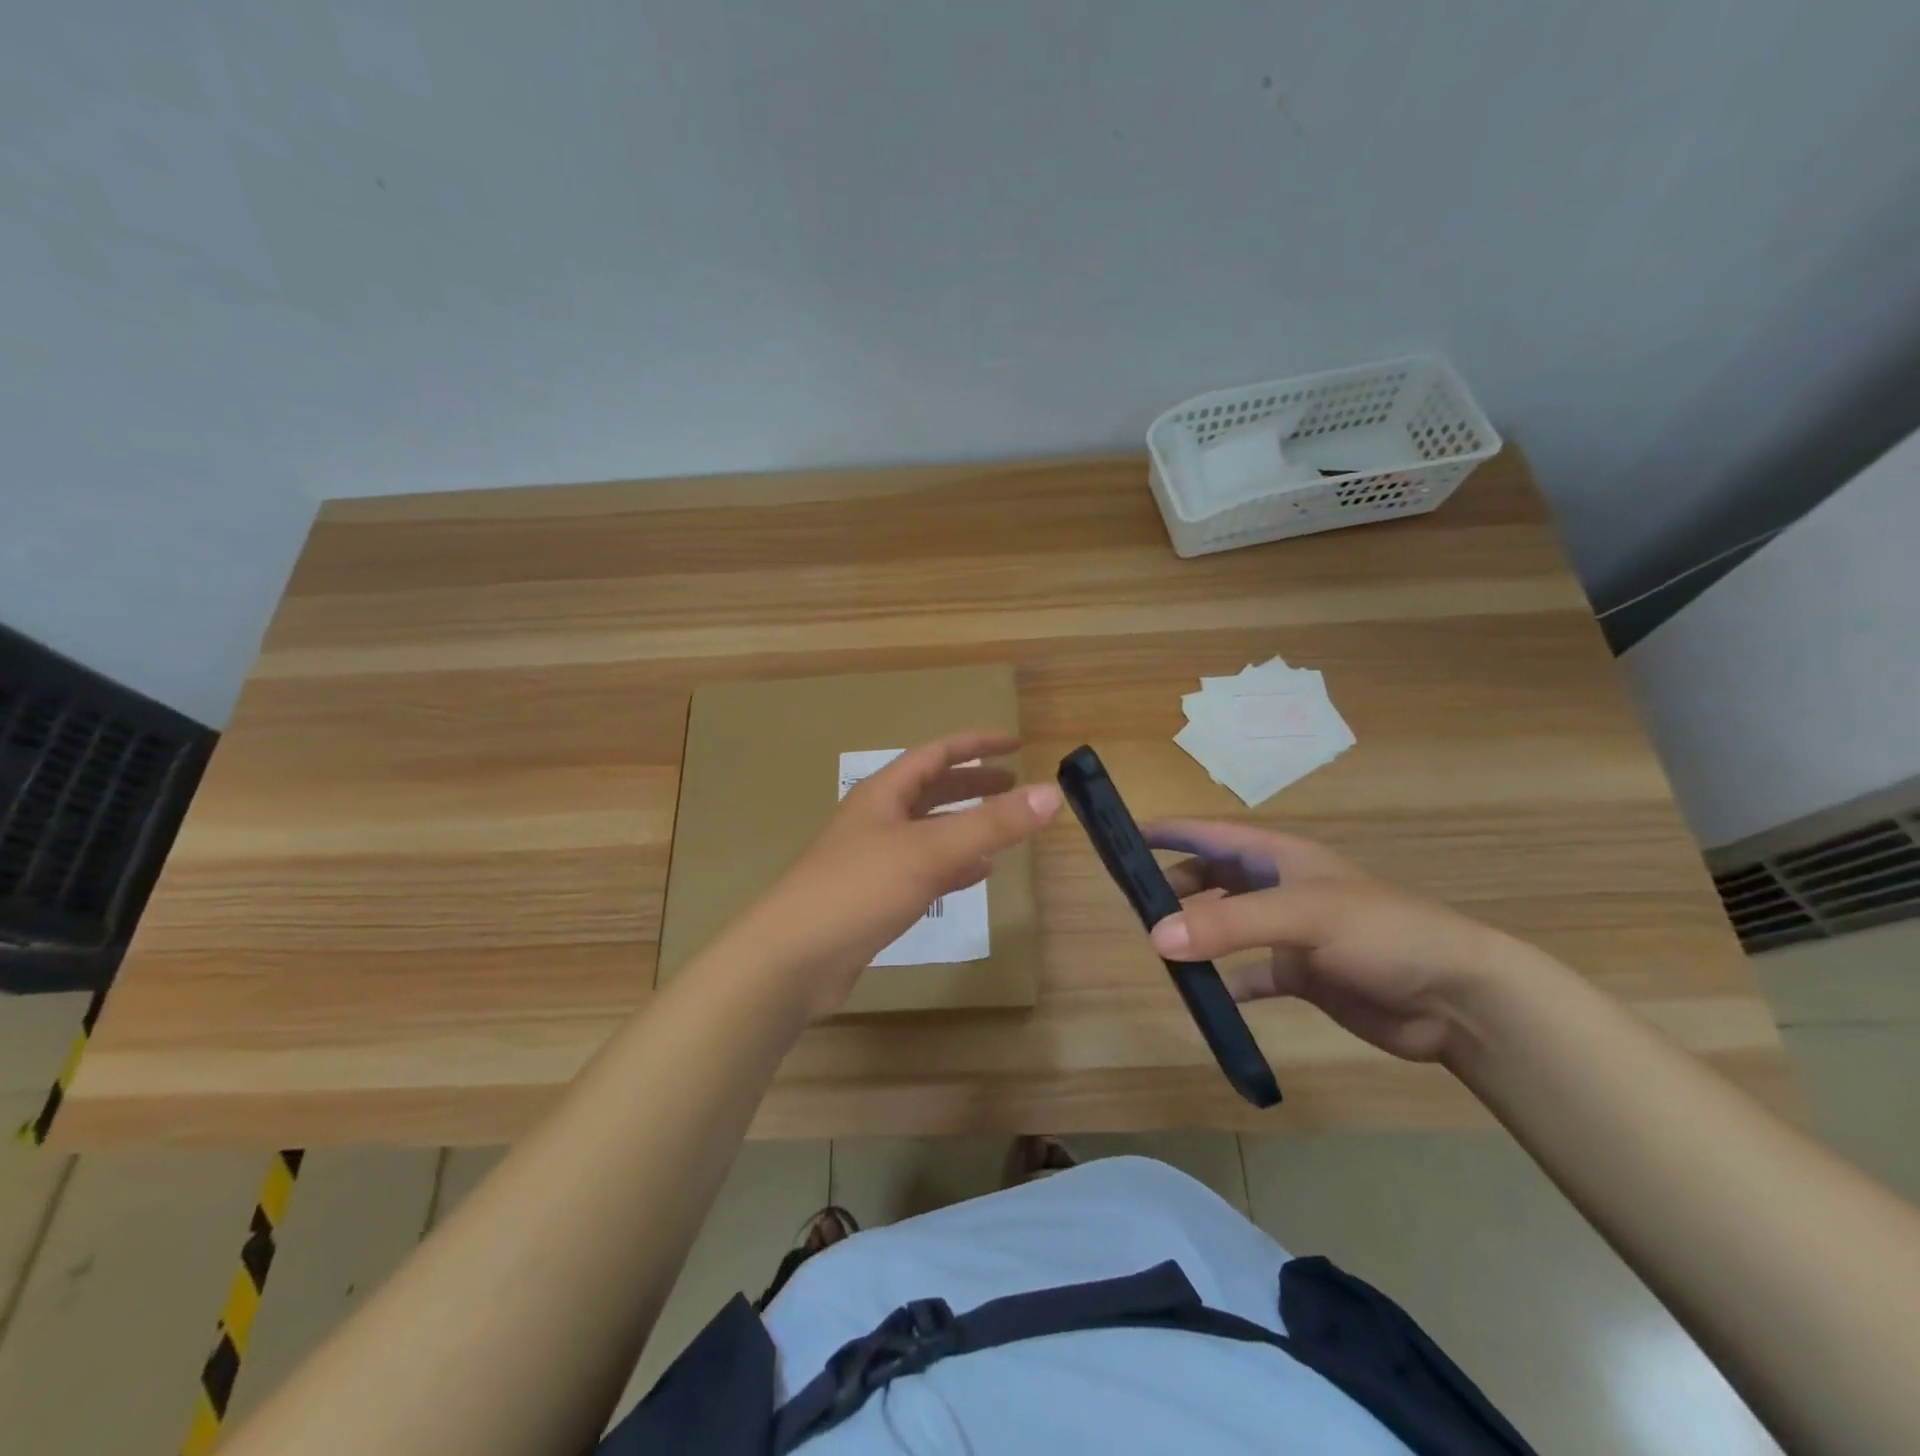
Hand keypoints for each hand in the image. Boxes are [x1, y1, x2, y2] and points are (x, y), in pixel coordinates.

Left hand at [741, 732, 1061, 1019]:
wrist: (793, 958)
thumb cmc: (859, 889)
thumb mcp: (930, 851)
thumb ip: (992, 824)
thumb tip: (1052, 793)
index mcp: (884, 794)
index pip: (937, 754)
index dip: (976, 745)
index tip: (1015, 743)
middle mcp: (877, 819)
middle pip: (932, 790)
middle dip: (973, 785)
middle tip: (1014, 786)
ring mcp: (873, 859)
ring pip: (929, 831)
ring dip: (965, 825)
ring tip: (1003, 829)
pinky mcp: (874, 896)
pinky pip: (924, 869)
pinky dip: (953, 865)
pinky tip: (976, 875)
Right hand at [1142, 819, 1531, 1062]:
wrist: (1455, 998)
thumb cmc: (1381, 933)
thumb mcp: (1301, 916)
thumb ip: (1227, 925)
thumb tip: (1155, 936)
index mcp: (1279, 857)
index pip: (1211, 834)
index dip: (1170, 832)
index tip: (1124, 836)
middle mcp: (1279, 888)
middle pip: (1213, 877)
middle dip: (1175, 885)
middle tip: (1134, 904)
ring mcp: (1290, 933)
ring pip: (1226, 925)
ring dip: (1196, 932)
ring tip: (1160, 947)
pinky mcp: (1302, 975)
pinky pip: (1249, 975)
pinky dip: (1225, 982)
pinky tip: (1206, 996)